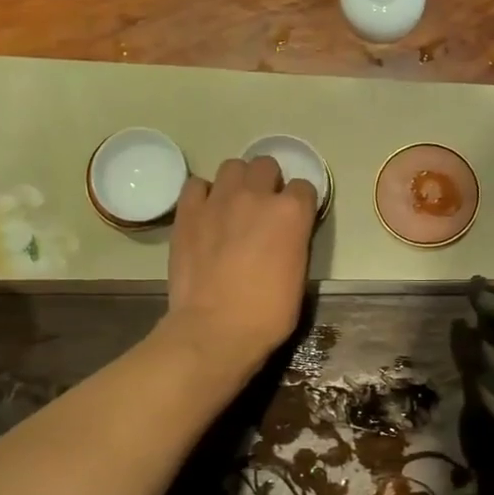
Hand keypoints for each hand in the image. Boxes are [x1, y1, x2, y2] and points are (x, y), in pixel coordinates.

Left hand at [162, 156, 316, 375]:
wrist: (215, 329)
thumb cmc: (267, 314)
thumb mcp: (298, 276)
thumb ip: (294, 242)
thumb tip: (285, 235)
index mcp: (292, 212)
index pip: (304, 187)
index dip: (300, 203)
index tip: (294, 220)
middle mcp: (257, 195)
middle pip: (266, 165)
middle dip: (268, 182)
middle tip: (262, 208)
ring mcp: (219, 199)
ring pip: (232, 166)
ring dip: (237, 182)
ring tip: (233, 205)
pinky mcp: (189, 211)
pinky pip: (196, 184)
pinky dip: (203, 194)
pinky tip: (205, 213)